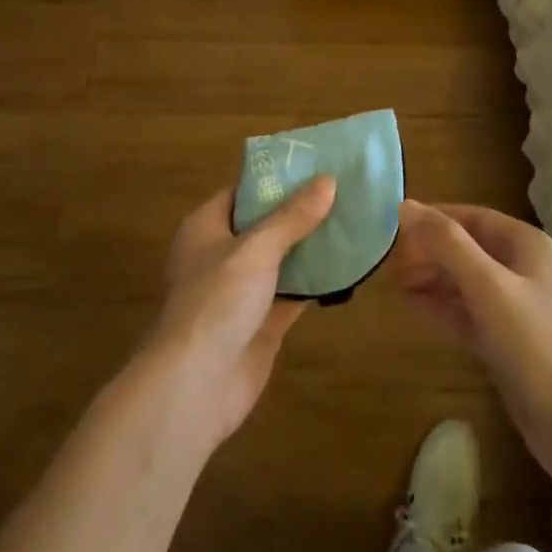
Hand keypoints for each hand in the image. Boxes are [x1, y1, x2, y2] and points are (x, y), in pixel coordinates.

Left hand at [141, 176, 335, 451]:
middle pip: (266, 224)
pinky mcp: (262, 323)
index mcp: (207, 228)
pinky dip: (317, 282)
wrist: (195, 386)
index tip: (316, 165)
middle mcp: (222, 255)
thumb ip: (292, 217)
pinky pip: (294, 293)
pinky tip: (350, 266)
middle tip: (346, 190)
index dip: (276, 178)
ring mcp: (242, 291)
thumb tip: (328, 180)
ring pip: (283, 259)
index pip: (243, 191)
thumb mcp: (255, 250)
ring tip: (355, 220)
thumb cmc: (215, 302)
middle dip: (302, 211)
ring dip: (313, 246)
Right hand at [393, 202, 551, 487]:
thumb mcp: (488, 287)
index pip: (473, 217)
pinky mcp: (507, 342)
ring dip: (432, 278)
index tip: (394, 224)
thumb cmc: (536, 344)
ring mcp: (516, 309)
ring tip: (393, 281)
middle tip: (390, 261)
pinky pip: (468, 313)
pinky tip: (412, 305)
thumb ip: (447, 244)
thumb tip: (405, 206)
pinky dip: (441, 307)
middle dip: (431, 250)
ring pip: (466, 282)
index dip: (435, 218)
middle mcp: (523, 270)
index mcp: (527, 245)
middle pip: (468, 248)